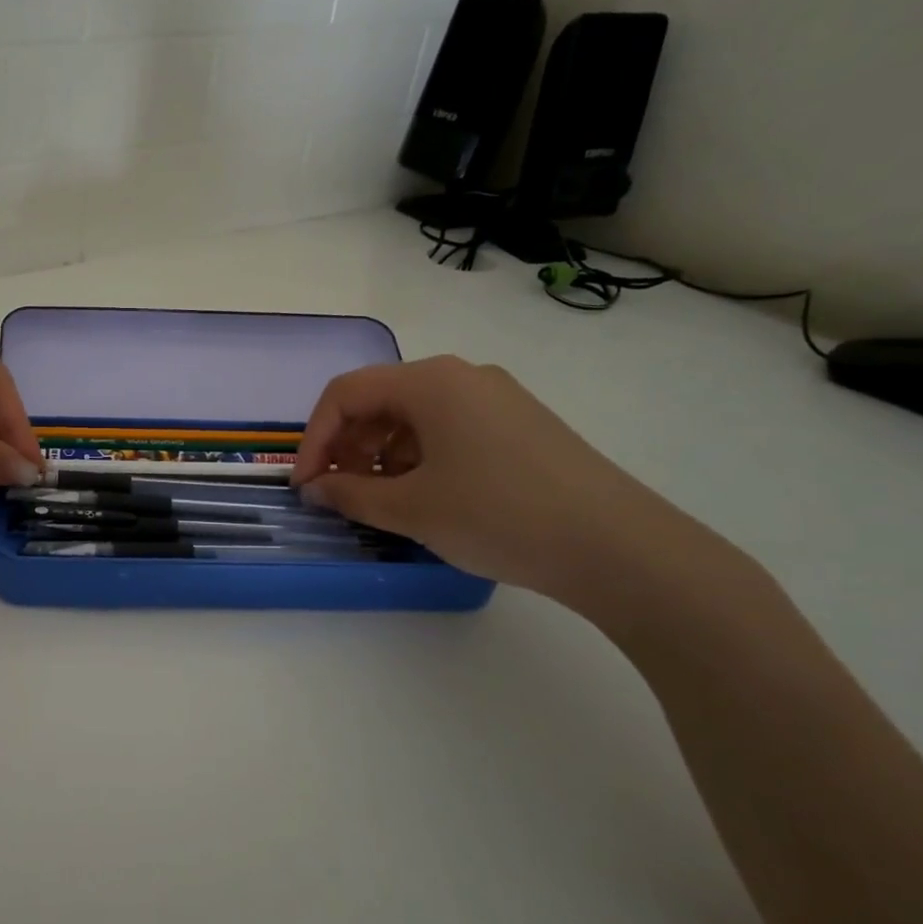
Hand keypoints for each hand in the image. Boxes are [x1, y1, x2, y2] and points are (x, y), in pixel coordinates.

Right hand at [292, 357, 710, 605]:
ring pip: (413, 416)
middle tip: (339, 493)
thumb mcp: (411, 509)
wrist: (618, 546)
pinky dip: (419, 458)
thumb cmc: (499, 515)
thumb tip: (314, 489)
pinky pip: (448, 429)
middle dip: (347, 446)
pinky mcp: (519, 424)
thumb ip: (349, 495)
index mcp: (431, 382)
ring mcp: (496, 398)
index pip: (346, 394)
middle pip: (379, 400)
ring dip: (381, 455)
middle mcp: (462, 377)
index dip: (314, 439)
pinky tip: (425, 496)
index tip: (304, 485)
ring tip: (381, 501)